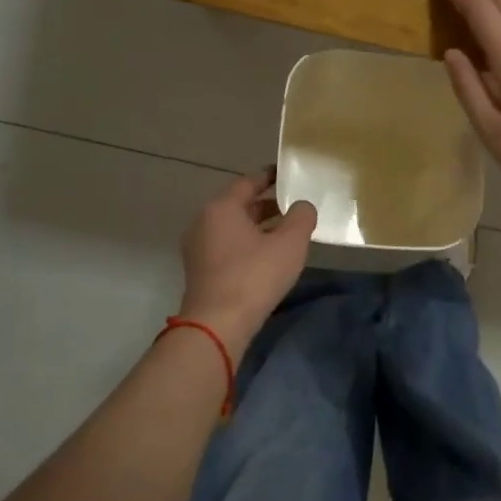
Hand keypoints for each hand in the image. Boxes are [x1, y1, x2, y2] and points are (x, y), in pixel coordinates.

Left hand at [177, 171, 317, 351]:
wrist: (217, 325)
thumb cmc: (254, 276)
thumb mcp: (290, 244)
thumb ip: (302, 217)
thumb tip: (302, 206)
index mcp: (221, 208)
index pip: (248, 182)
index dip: (269, 177)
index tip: (287, 175)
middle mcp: (204, 222)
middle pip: (239, 205)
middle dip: (266, 205)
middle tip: (293, 206)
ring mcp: (198, 248)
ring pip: (233, 228)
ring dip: (258, 227)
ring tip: (286, 233)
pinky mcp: (200, 271)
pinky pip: (227, 247)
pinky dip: (247, 244)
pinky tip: (267, 257)